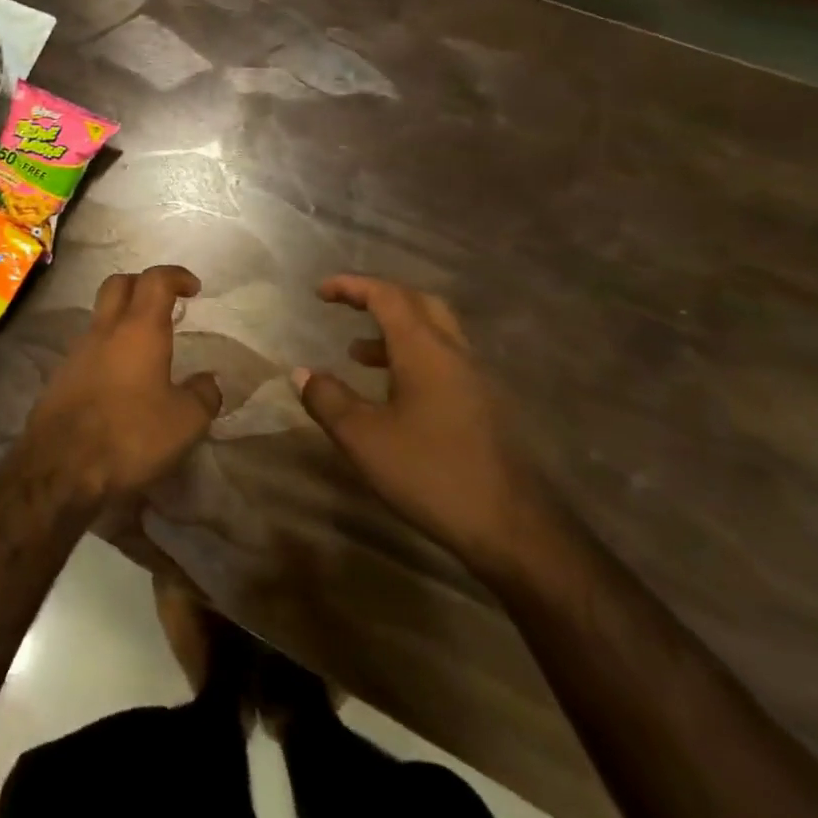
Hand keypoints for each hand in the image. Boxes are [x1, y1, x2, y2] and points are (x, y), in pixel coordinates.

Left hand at [23, 265, 221, 499]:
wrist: (61, 466)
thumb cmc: (130, 435)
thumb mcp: (185, 422)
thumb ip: (203, 396)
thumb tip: (208, 382)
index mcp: (138, 329)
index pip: (155, 280)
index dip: (176, 275)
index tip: (193, 288)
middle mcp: (104, 330)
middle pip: (119, 284)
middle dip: (143, 284)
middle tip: (165, 304)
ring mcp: (77, 351)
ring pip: (100, 316)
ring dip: (123, 319)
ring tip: (146, 348)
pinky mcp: (61, 376)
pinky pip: (88, 348)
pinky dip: (108, 349)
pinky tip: (121, 381)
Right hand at [299, 275, 557, 578]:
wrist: (515, 531)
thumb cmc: (432, 474)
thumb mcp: (363, 439)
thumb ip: (328, 400)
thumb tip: (302, 373)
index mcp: (425, 351)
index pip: (387, 296)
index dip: (352, 286)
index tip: (320, 292)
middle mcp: (455, 355)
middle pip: (419, 304)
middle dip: (379, 298)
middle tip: (347, 308)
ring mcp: (477, 381)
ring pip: (435, 334)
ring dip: (395, 332)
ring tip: (358, 354)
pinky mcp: (486, 408)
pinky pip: (445, 362)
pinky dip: (413, 359)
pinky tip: (395, 395)